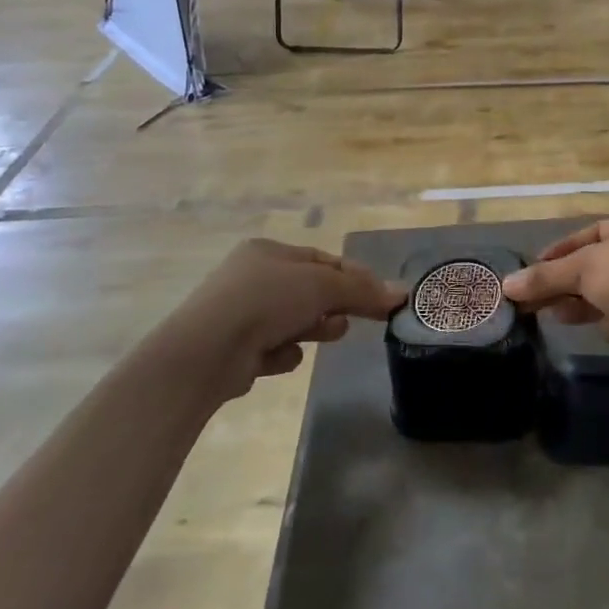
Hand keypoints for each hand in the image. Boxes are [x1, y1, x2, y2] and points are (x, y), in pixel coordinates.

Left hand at [166, 239, 404, 400]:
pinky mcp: (236, 350)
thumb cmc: (266, 300)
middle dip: (333, 306)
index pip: (323, 261)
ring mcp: (241, 314)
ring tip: (324, 336)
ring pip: (295, 321)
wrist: (206, 351)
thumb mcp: (322, 287)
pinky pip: (275, 348)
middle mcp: (252, 277)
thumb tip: (402, 293)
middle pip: (310, 291)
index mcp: (268, 251)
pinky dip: (282, 354)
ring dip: (312, 329)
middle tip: (351, 319)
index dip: (354, 278)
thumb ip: (362, 291)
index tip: (380, 297)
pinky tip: (276, 357)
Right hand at [498, 209, 608, 374]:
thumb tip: (506, 285)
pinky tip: (602, 328)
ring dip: (580, 303)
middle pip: (593, 266)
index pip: (586, 235)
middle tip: (530, 300)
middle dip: (563, 282)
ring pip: (606, 292)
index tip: (530, 270)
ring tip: (550, 315)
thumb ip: (545, 277)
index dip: (556, 253)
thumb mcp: (583, 269)